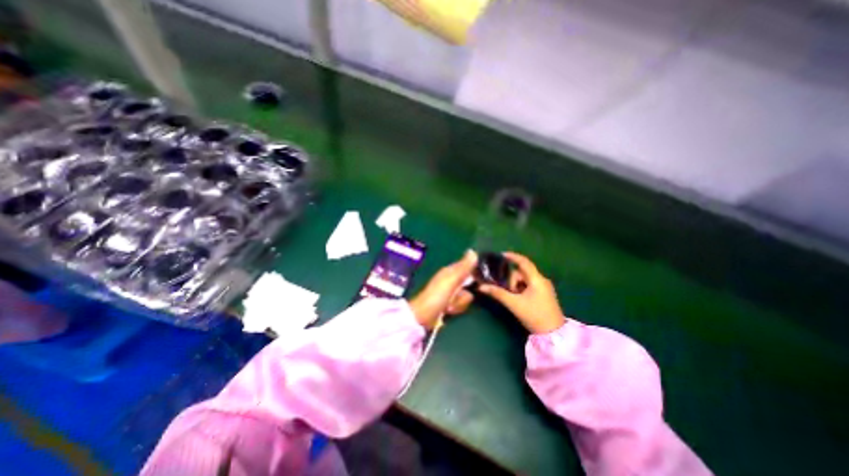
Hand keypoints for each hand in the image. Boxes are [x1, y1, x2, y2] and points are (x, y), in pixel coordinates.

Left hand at [409, 249, 475, 330]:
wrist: (423, 317)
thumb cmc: (436, 296)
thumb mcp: (451, 279)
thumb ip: (463, 267)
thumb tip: (473, 251)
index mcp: (450, 271)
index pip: (468, 268)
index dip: (473, 275)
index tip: (475, 282)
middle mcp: (451, 280)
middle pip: (470, 285)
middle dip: (464, 294)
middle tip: (454, 296)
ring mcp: (450, 293)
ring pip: (467, 296)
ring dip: (459, 303)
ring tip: (448, 306)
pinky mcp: (450, 304)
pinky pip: (461, 305)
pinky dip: (456, 309)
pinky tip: (448, 311)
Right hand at [476, 253, 560, 333]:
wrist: (553, 334)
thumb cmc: (534, 316)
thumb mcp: (514, 304)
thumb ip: (498, 293)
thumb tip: (481, 286)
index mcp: (537, 279)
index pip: (524, 262)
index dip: (512, 257)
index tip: (501, 255)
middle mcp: (542, 280)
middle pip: (522, 273)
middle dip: (512, 279)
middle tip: (507, 291)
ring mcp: (545, 287)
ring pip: (525, 280)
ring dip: (516, 285)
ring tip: (513, 297)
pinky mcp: (545, 294)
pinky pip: (530, 286)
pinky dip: (521, 289)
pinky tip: (518, 298)